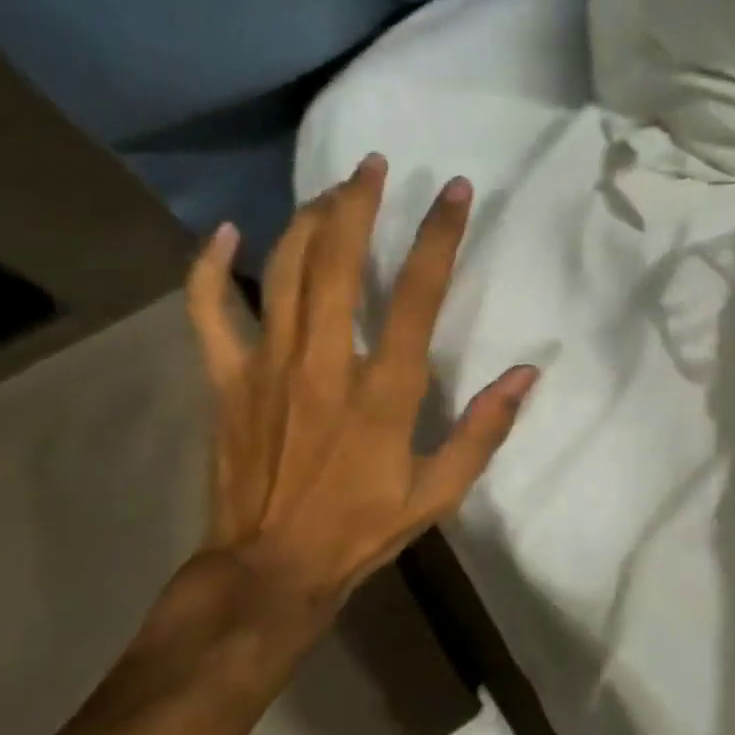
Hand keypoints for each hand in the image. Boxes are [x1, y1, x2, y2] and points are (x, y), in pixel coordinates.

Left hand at [177, 155, 536, 685]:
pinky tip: (223, 233)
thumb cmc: (361, 530)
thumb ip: (483, 430)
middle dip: (359, 203)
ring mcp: (267, 366)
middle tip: (374, 165)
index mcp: (382, 391)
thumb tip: (526, 374)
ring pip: (283, 270)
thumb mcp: (439, 493)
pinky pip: (208, 310)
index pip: (418, 295)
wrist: (270, 570)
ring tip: (331, 190)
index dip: (440, 236)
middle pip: (340, 261)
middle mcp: (324, 363)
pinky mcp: (226, 380)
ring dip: (308, 220)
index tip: (455, 190)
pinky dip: (209, 267)